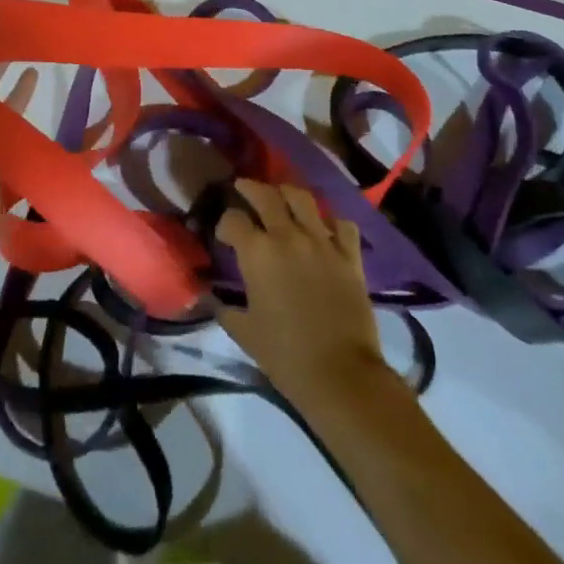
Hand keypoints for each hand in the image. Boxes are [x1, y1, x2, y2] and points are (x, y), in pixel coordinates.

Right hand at [217, 178, 387, 405]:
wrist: (340, 374)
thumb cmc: (285, 355)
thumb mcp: (245, 333)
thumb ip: (226, 310)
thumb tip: (213, 299)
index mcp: (257, 252)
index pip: (233, 219)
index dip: (225, 223)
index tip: (224, 235)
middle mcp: (288, 236)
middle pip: (266, 195)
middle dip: (250, 188)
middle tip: (243, 188)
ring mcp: (322, 241)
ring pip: (302, 198)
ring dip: (287, 193)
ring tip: (282, 197)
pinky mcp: (349, 255)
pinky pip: (341, 225)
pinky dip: (331, 222)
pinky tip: (324, 229)